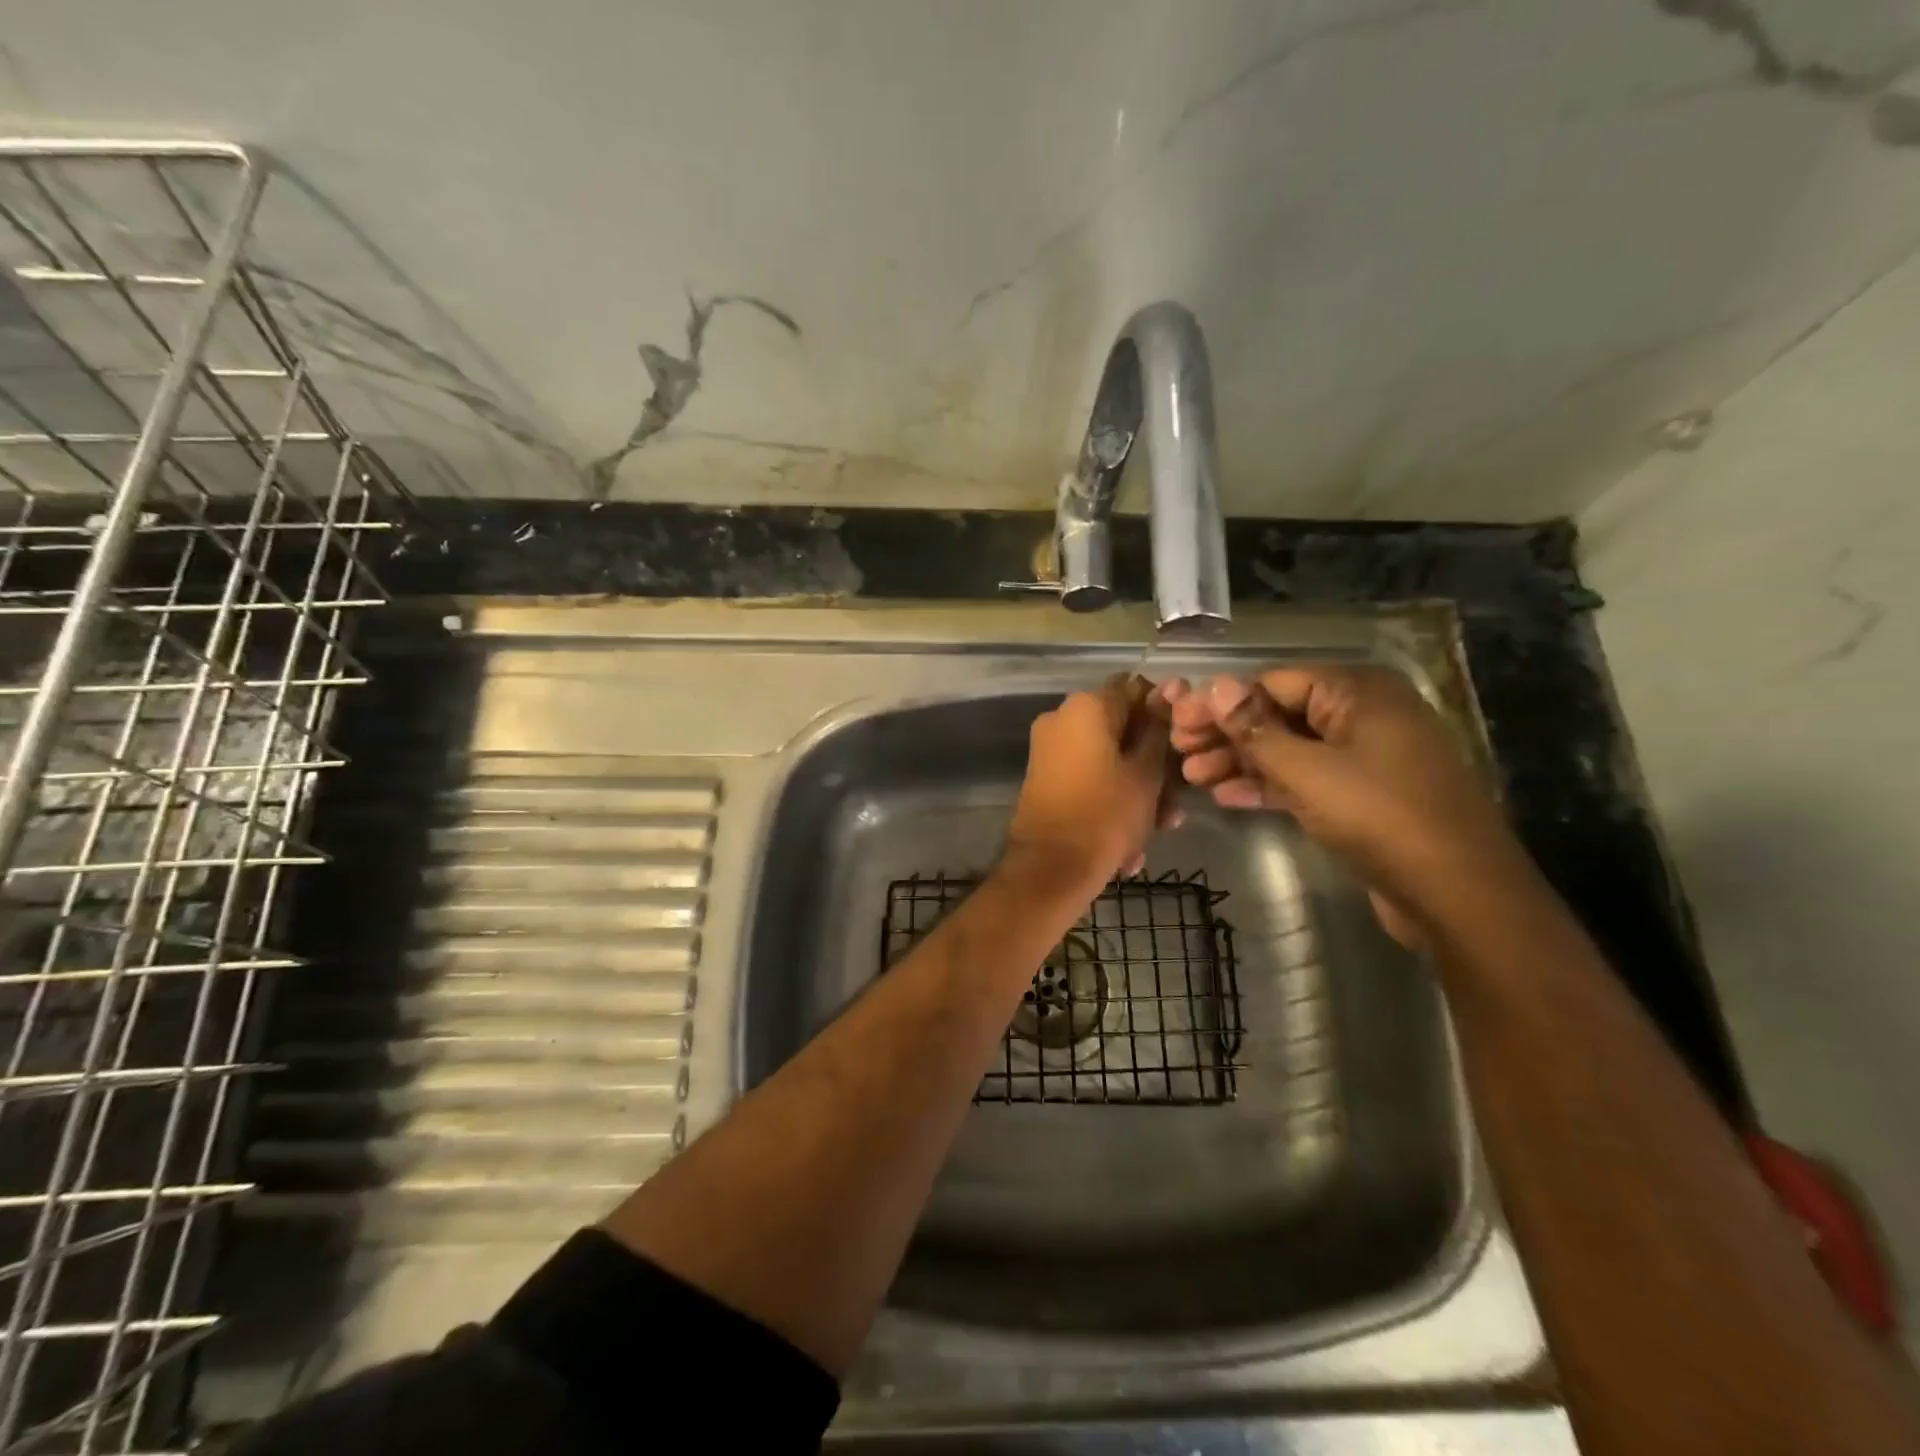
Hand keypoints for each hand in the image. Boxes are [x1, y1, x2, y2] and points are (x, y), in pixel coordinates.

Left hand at [1004, 674, 1177, 891]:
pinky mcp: (1046, 780)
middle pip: (1121, 729)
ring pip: (1108, 760)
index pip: (1135, 688)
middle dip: (1153, 763)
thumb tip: (1169, 689)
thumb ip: (1158, 729)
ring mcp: (1050, 751)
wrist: (1049, 869)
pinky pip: (1089, 780)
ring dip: (1137, 791)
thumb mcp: (1146, 773)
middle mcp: (1062, 720)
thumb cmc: (1106, 815)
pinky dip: (1111, 802)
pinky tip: (1131, 846)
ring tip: (1158, 828)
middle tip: (1176, 800)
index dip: (1165, 711)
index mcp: (1086, 707)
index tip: (1185, 741)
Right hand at [1163, 666, 1531, 942]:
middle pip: (1279, 714)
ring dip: (1241, 761)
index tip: (1178, 724)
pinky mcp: (1364, 794)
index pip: (1272, 682)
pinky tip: (1227, 797)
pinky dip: (1270, 785)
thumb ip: (1256, 728)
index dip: (1221, 703)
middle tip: (1180, 753)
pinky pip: (1307, 778)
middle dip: (1227, 734)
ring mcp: (1366, 756)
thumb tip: (1216, 684)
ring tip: (1193, 777)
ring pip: (1290, 748)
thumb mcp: (1307, 770)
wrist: (1457, 894)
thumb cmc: (1380, 816)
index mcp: (1357, 692)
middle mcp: (1363, 714)